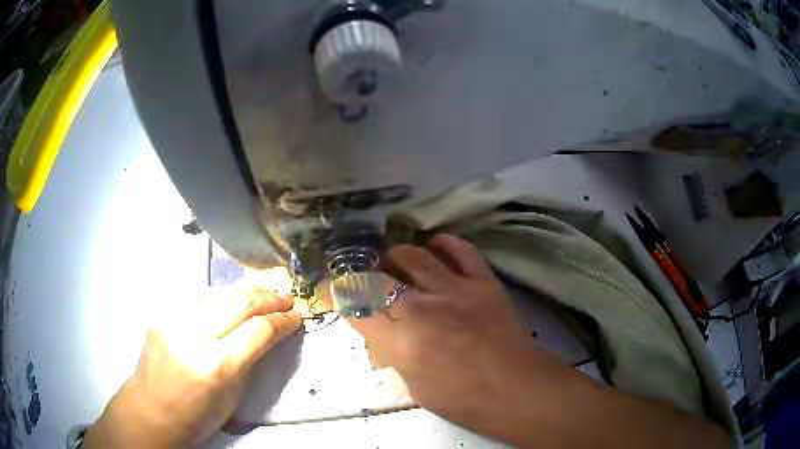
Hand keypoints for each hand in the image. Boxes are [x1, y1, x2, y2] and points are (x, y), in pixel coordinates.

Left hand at [84, 285, 301, 447]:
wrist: (152, 408)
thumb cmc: (197, 415)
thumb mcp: (233, 396)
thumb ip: (251, 360)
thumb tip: (270, 334)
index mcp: (217, 366)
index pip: (259, 331)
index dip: (283, 321)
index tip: (297, 317)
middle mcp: (194, 336)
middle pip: (239, 303)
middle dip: (268, 298)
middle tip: (286, 299)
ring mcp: (174, 320)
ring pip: (219, 293)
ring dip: (246, 292)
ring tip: (264, 294)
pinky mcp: (162, 314)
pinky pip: (197, 299)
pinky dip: (220, 298)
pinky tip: (230, 301)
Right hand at [347, 234, 575, 441]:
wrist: (519, 390)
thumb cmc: (465, 400)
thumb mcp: (416, 386)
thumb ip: (395, 355)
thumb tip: (382, 335)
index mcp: (402, 342)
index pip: (356, 308)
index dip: (337, 296)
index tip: (330, 290)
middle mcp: (423, 308)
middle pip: (378, 278)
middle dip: (363, 276)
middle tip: (364, 280)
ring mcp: (455, 290)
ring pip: (414, 255)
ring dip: (397, 256)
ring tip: (393, 262)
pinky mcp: (483, 282)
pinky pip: (461, 250)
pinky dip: (444, 243)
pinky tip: (434, 245)